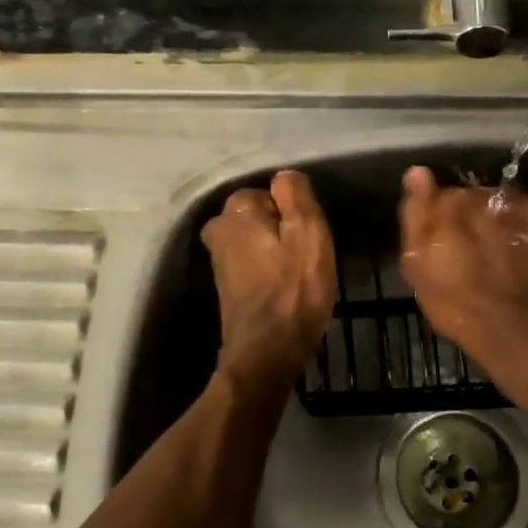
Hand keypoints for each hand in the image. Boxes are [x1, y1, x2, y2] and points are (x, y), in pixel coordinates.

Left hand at [201, 170, 336, 397]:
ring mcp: (218, 259)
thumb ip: (295, 194)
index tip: (308, 236)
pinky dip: (266, 269)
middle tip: (305, 255)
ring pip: (255, 238)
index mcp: (236, 210)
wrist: (267, 351)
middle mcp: (219, 228)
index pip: (270, 191)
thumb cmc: (294, 289)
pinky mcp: (225, 284)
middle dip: (280, 229)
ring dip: (274, 250)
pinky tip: (283, 287)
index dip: (293, 212)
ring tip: (297, 273)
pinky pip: (251, 262)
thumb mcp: (308, 231)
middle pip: (259, 215)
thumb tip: (283, 176)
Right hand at [397, 166, 527, 394]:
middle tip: (483, 252)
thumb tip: (417, 171)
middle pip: (479, 195)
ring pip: (512, 197)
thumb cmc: (465, 312)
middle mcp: (488, 195)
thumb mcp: (421, 273)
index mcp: (450, 206)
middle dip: (478, 216)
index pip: (443, 195)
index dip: (445, 219)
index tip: (449, 244)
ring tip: (515, 249)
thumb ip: (416, 218)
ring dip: (510, 215)